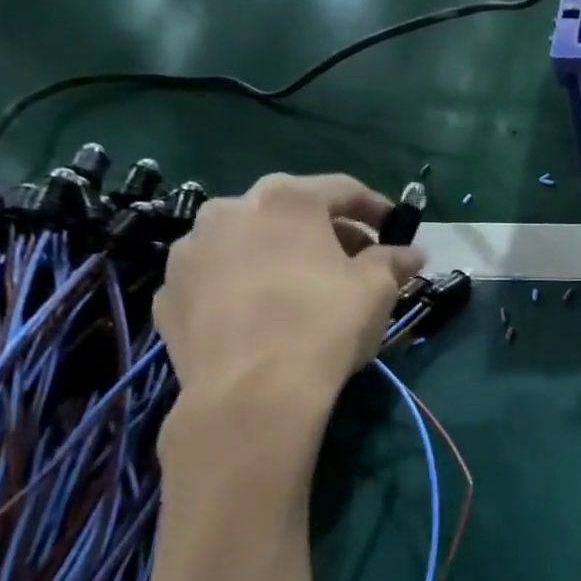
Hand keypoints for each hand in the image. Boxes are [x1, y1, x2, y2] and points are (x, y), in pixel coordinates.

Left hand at [155, 173, 421, 410]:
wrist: (252, 392)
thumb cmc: (325, 325)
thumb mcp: (378, 290)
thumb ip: (394, 261)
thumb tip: (411, 254)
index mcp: (287, 200)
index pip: (342, 188)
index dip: (375, 207)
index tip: (395, 229)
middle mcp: (229, 210)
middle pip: (289, 211)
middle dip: (325, 231)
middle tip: (354, 261)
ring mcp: (190, 251)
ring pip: (246, 242)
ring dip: (278, 255)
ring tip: (304, 289)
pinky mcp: (169, 293)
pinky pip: (217, 278)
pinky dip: (243, 286)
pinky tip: (264, 316)